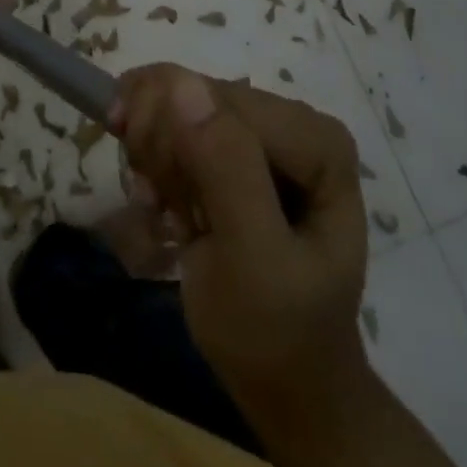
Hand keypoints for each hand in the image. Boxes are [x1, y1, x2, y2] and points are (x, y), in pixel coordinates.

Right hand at [114, 64, 369, 462]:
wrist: (283, 383)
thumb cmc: (275, 333)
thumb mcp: (252, 262)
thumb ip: (226, 170)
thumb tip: (181, 82)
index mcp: (315, 140)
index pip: (217, 99)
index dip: (169, 135)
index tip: (151, 199)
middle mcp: (292, 118)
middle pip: (192, 92)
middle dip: (159, 149)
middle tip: (159, 208)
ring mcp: (262, 127)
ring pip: (173, 99)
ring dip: (151, 157)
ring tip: (164, 211)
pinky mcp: (234, 139)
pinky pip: (170, 116)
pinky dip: (152, 159)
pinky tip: (162, 201)